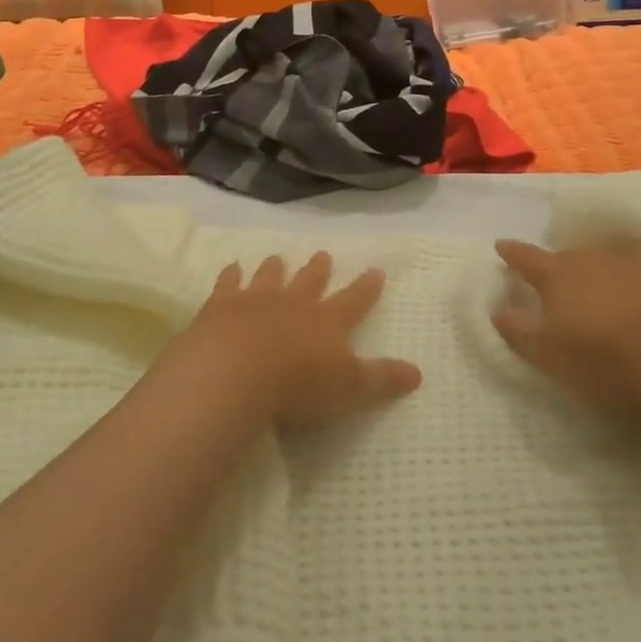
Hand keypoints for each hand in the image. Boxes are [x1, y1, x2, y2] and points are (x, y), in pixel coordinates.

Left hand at [168, 253, 421, 425]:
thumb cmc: (298, 384)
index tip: (376, 271)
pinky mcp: (222, 305)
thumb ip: (381, 379)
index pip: (355, 300)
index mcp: (328, 321)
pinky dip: (231, 275)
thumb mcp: (350, 387)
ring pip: (270, 277)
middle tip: (323, 254)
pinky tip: (232, 268)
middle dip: (318, 269)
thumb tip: (418, 373)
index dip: (367, 287)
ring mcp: (257, 299)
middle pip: (310, 281)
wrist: (236, 370)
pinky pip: (228, 283)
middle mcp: (295, 303)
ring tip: (278, 258)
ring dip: (275, 268)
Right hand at [491, 237, 640, 408]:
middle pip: (564, 256)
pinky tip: (632, 272)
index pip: (526, 258)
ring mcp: (627, 261)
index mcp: (555, 274)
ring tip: (590, 276)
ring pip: (600, 256)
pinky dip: (629, 264)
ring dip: (591, 265)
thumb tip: (497, 309)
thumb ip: (518, 330)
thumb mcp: (547, 352)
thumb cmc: (601, 354)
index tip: (501, 245)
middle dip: (554, 264)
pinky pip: (637, 259)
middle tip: (549, 276)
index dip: (512, 252)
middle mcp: (588, 258)